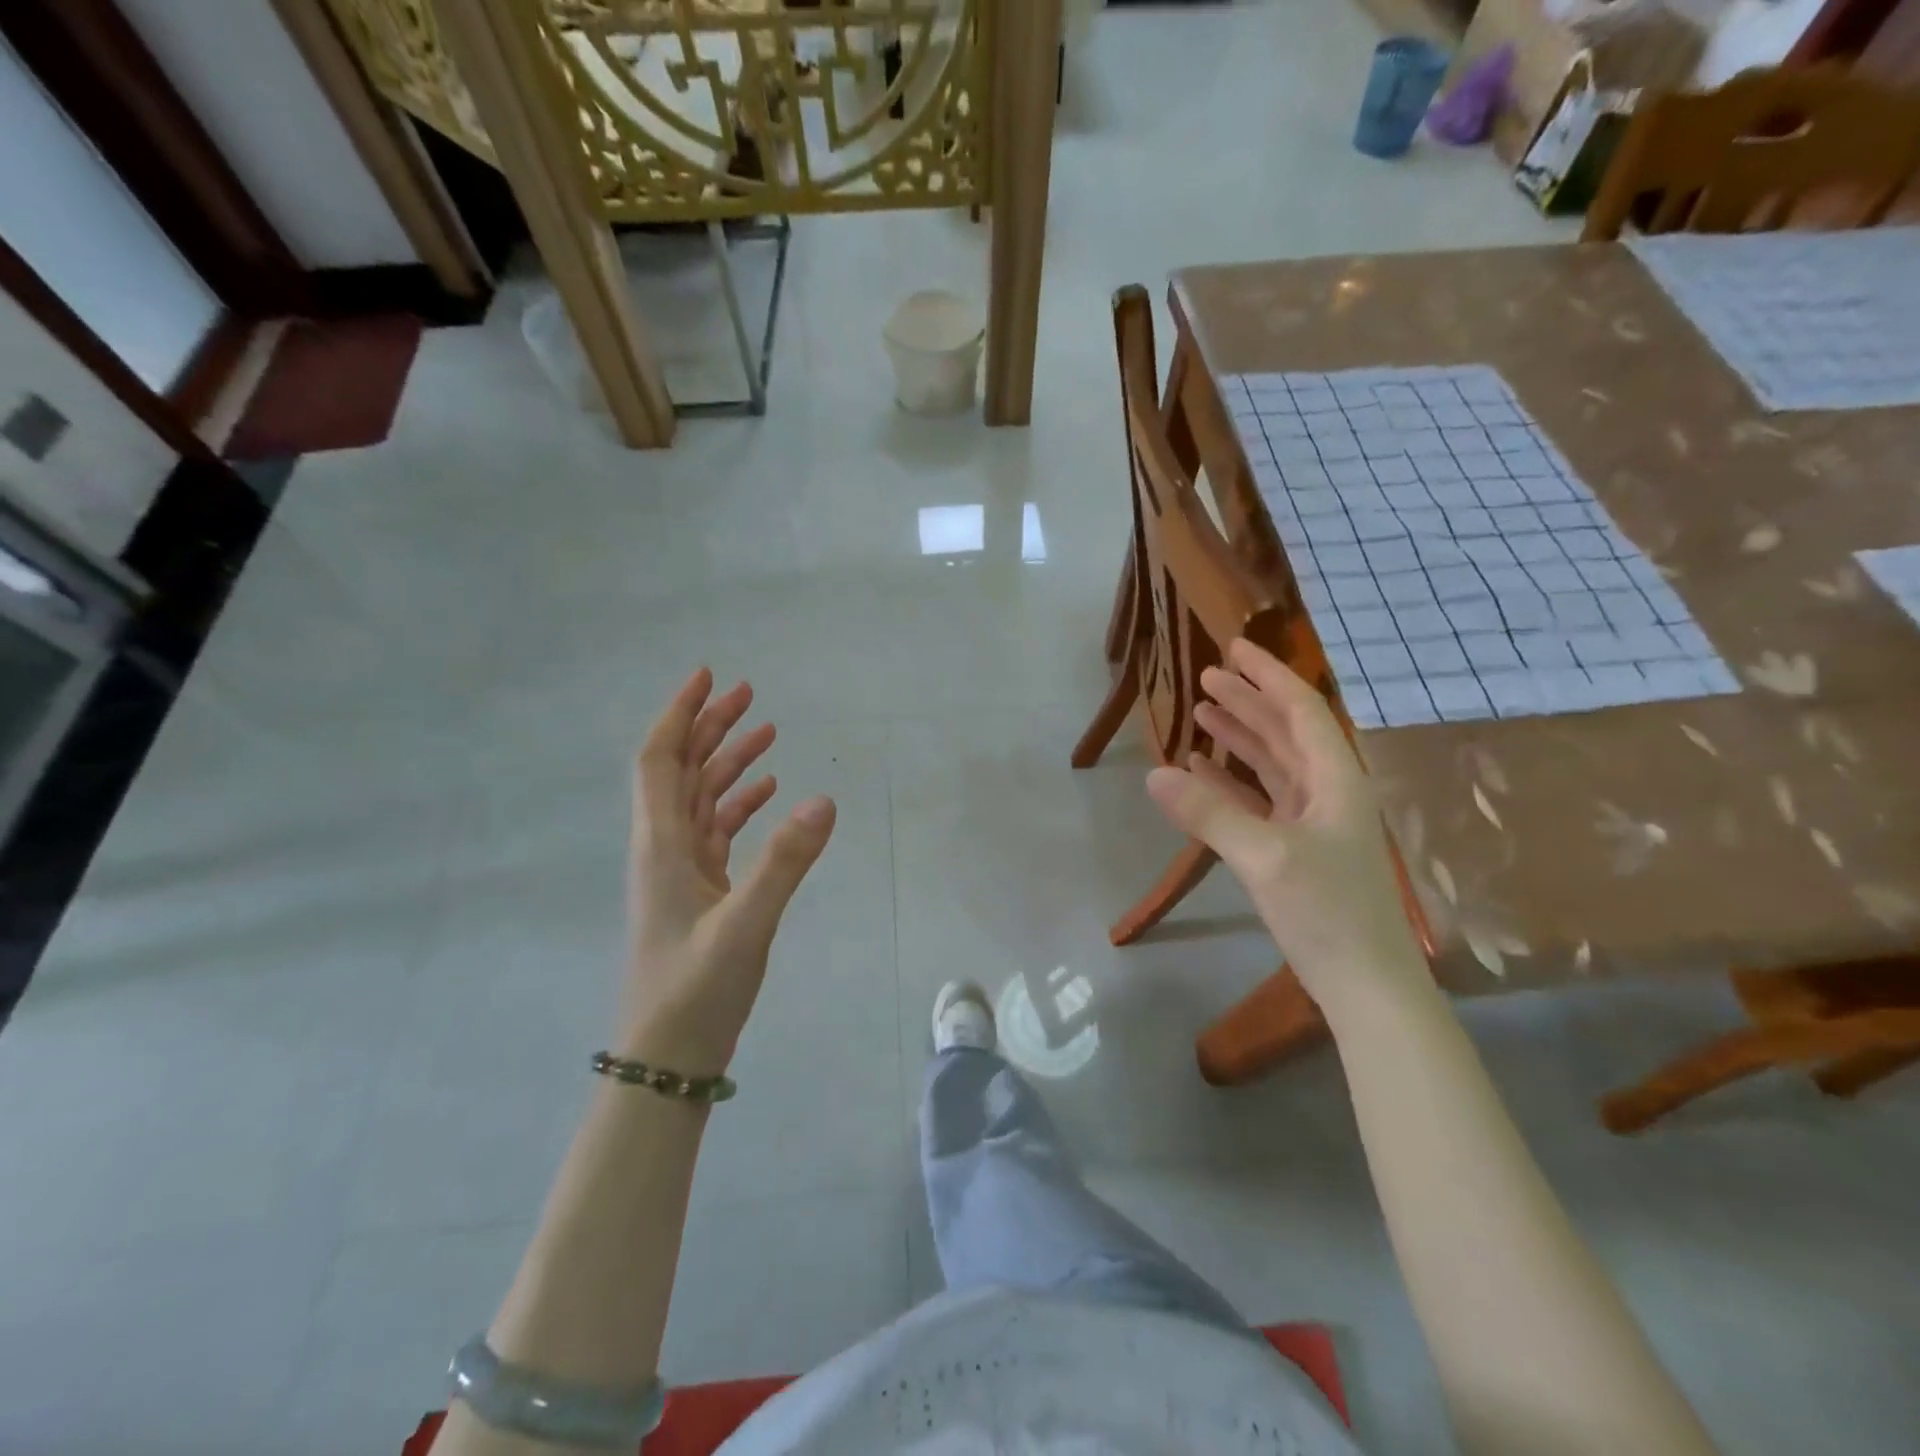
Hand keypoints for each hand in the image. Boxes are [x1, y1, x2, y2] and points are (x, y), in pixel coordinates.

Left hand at [624, 669, 835, 1073]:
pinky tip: (767, 794)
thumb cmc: (696, 990)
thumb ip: (785, 863)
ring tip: (765, 732)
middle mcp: (665, 849)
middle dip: (709, 727)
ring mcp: (681, 872)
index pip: (659, 761)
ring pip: (700, 799)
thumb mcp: (746, 925)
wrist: (669, 1057)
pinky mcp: (700, 892)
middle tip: (748, 695)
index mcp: (662, 845)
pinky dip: (739, 805)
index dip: (679, 715)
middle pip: (680, 771)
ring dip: (727, 763)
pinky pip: (717, 832)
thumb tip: (823, 800)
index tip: (708, 678)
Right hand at [1145, 639, 1426, 1013]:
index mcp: (1335, 780)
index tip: (1234, 647)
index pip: (1301, 710)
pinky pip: (1262, 800)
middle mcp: (1328, 791)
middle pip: (1286, 731)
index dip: (1268, 676)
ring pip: (1274, 764)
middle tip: (1208, 675)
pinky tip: (1203, 773)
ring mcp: (1314, 821)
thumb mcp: (1264, 858)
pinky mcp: (1298, 848)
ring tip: (1202, 713)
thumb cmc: (1327, 914)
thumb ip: (1209, 813)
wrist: (1367, 987)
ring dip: (1240, 737)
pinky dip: (1233, 782)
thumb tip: (1153, 774)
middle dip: (1248, 701)